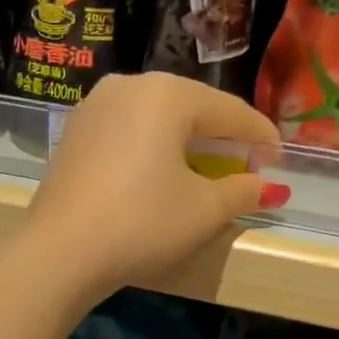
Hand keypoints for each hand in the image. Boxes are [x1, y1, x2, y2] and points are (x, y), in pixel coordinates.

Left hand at [25, 73, 285, 301]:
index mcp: (166, 93)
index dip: (259, 136)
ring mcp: (94, 107)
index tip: (278, 160)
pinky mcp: (74, 133)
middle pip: (191, 107)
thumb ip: (243, 191)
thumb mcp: (204, 210)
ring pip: (156, 118)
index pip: (228, 111)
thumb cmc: (142, 223)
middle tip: (246, 165)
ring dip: (186, 141)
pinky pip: (128, 131)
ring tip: (206, 168)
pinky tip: (161, 172)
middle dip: (222, 136)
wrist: (60, 252)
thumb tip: (270, 188)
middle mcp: (128, 86)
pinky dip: (152, 147)